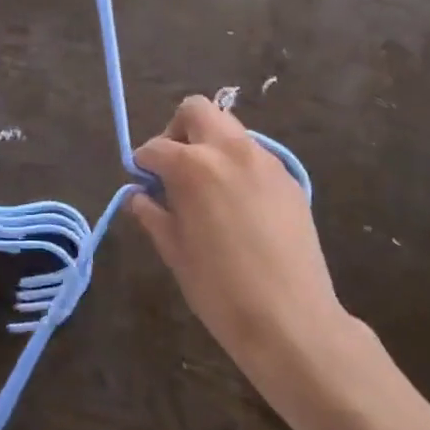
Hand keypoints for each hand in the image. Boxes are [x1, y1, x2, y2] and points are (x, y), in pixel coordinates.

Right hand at [129, 97, 345, 391]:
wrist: (291, 320)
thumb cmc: (219, 289)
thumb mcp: (175, 251)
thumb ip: (152, 214)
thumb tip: (138, 196)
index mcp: (194, 165)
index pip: (155, 147)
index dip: (142, 163)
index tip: (141, 181)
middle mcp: (230, 150)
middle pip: (197, 110)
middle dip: (178, 131)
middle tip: (174, 169)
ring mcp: (265, 161)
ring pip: (230, 129)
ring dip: (210, 145)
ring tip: (207, 188)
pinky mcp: (289, 179)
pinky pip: (255, 156)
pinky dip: (237, 165)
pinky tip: (238, 205)